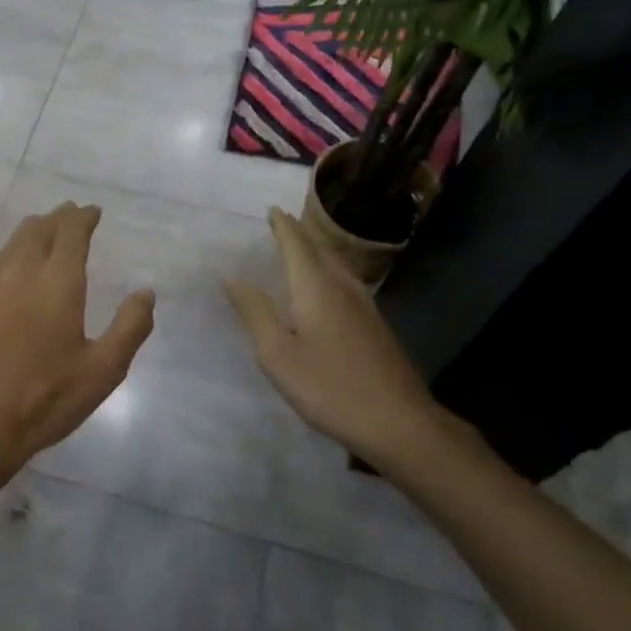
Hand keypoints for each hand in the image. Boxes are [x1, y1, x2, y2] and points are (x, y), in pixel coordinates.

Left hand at [0, 202, 154, 492]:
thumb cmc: (45, 399)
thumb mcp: (104, 371)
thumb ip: (130, 327)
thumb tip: (145, 292)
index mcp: (57, 283)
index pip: (71, 232)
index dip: (83, 218)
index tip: (93, 213)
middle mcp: (19, 273)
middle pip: (37, 229)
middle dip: (57, 219)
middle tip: (70, 217)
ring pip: (11, 245)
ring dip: (32, 234)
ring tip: (44, 236)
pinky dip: (10, 260)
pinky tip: (13, 278)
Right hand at [226, 207, 447, 472]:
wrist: (398, 422)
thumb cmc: (328, 387)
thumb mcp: (277, 353)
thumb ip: (255, 312)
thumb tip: (232, 277)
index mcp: (316, 288)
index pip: (296, 245)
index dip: (282, 226)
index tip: (271, 209)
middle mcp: (343, 288)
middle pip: (320, 250)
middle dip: (300, 234)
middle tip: (282, 223)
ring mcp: (365, 307)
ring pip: (337, 267)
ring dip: (316, 253)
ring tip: (300, 249)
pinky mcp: (375, 327)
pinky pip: (346, 285)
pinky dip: (328, 274)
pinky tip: (325, 290)